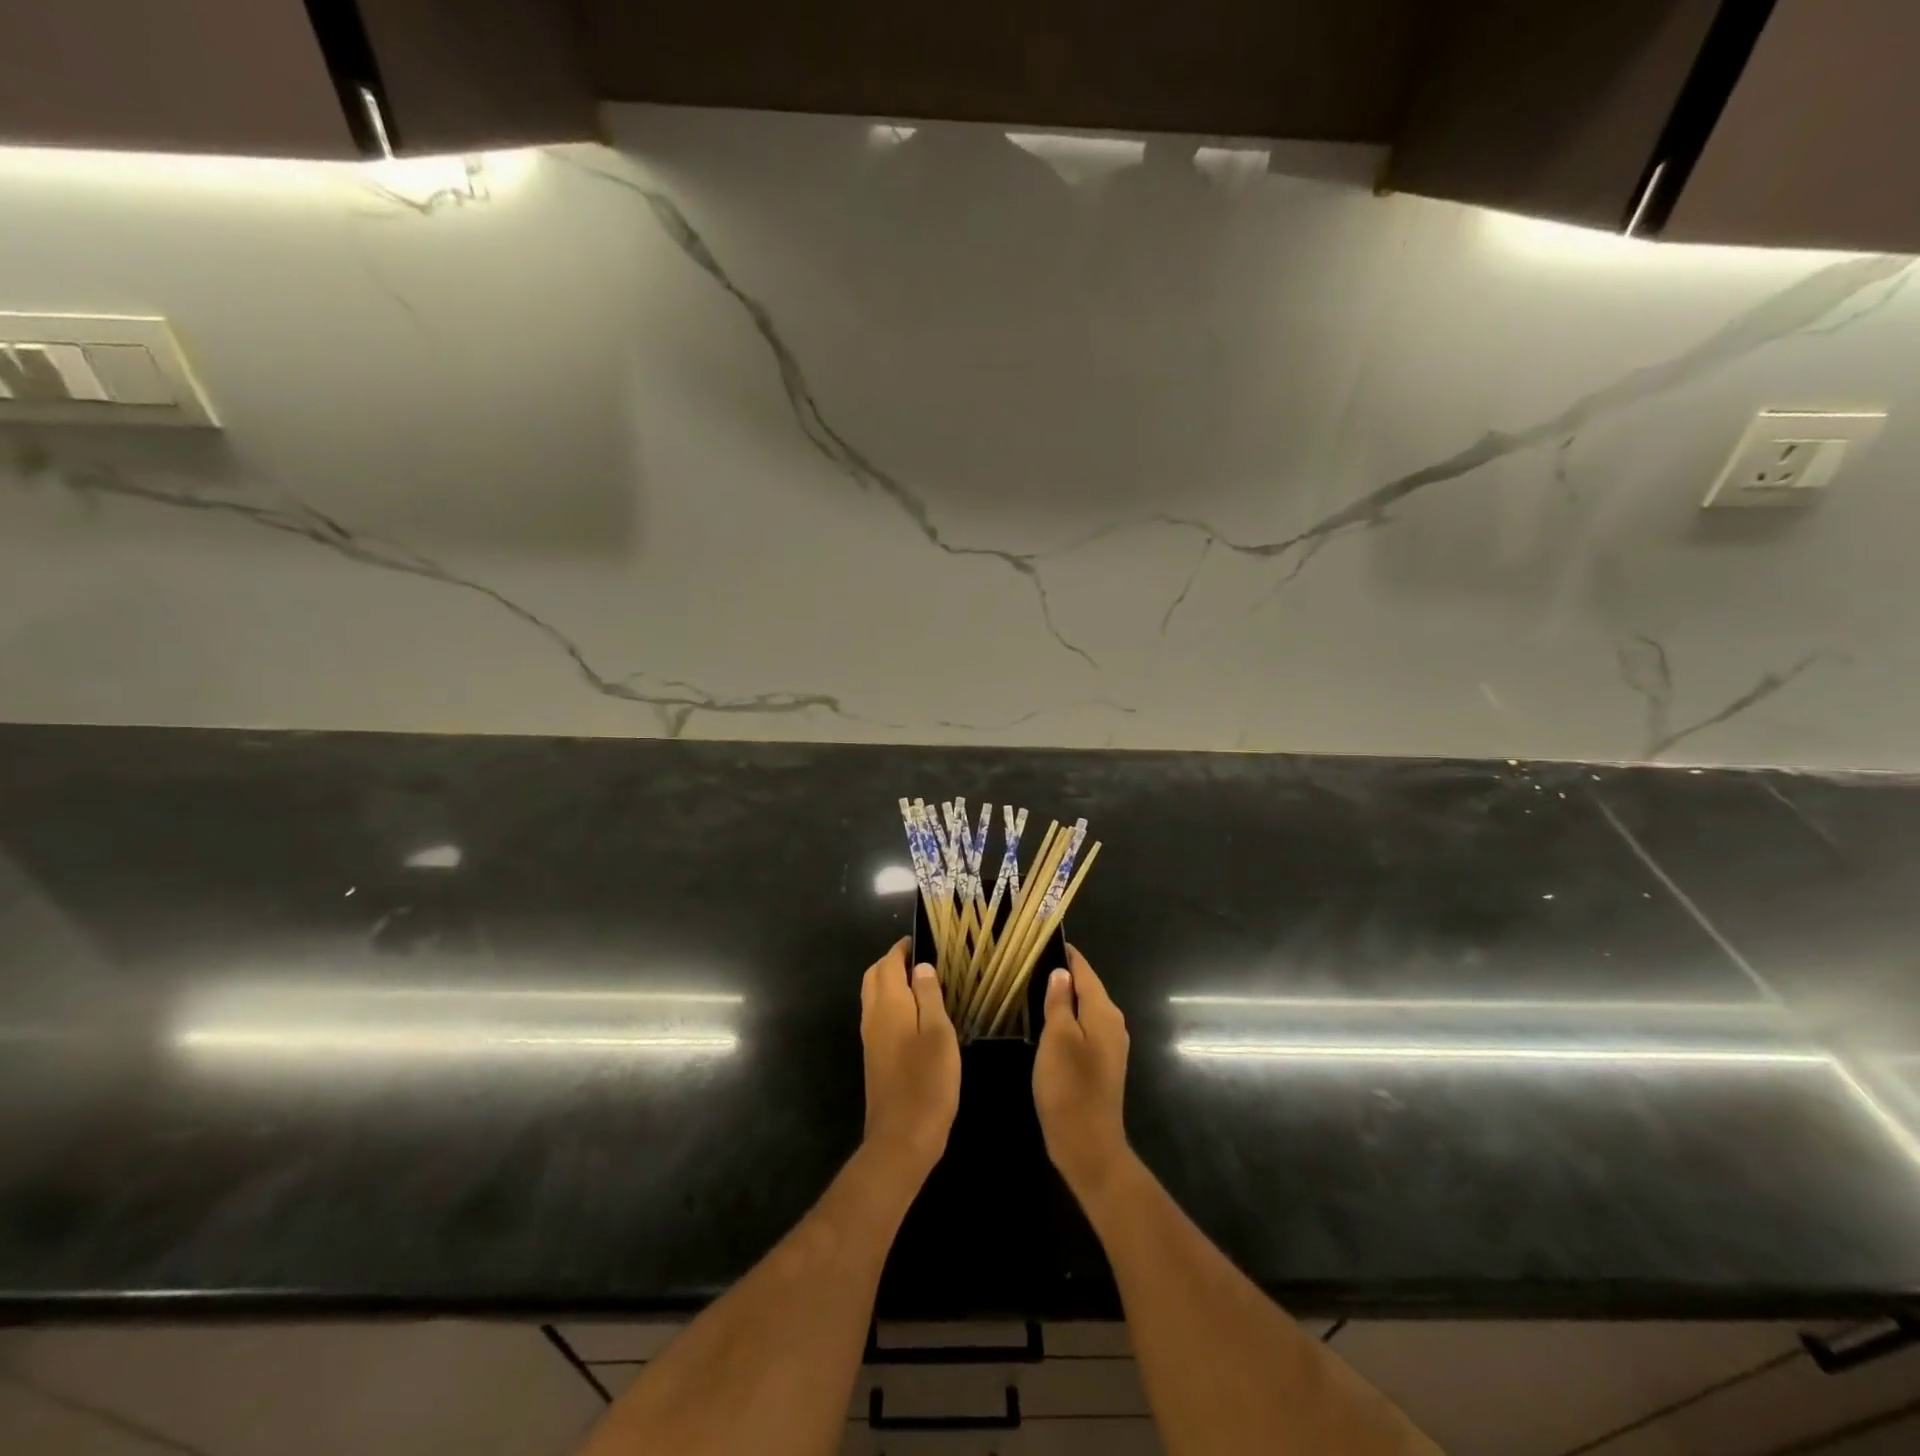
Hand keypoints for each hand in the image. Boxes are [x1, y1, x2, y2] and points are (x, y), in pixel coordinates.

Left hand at [860, 939, 960, 1185]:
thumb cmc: (927, 1082)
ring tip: (919, 981)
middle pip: (874, 977)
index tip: (920, 939)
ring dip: (889, 981)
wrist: (901, 1138)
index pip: (888, 963)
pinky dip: (890, 1002)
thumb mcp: (938, 1033)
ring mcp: (871, 1039)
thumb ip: (929, 996)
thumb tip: (920, 966)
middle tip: (919, 958)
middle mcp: (873, 1016)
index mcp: (889, 1004)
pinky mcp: (874, 1058)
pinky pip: (877, 1015)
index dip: (902, 949)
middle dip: (892, 962)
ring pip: (873, 996)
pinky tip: (912, 1014)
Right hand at [1034, 946, 1132, 1202]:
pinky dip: (1068, 1019)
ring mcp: (1110, 1045)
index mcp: (1104, 1012)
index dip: (1066, 955)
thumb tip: (1060, 972)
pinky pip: (1085, 1028)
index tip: (1042, 940)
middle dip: (1063, 974)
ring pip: (1085, 1008)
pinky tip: (1047, 1022)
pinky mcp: (1102, 1063)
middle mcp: (1113, 1023)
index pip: (1085, 970)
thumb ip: (1059, 1002)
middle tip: (1030, 963)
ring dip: (1064, 998)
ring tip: (1033, 987)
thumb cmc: (1069, 1087)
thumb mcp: (1057, 1039)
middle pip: (1087, 987)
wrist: (1088, 1145)